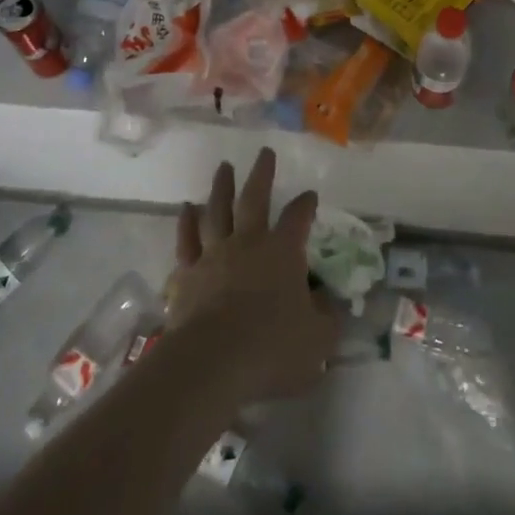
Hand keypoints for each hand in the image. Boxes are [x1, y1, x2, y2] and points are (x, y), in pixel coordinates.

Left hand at [166, 148, 340, 407]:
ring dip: (222, 187)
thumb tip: (328, 302)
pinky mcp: (187, 275)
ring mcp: (214, 255)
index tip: (310, 194)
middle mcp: (248, 243)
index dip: (305, 204)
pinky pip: (187, 240)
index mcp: (283, 252)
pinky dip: (187, 222)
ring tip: (224, 168)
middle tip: (264, 152)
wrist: (213, 363)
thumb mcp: (318, 339)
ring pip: (218, 211)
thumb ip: (326, 317)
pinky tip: (187, 208)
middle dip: (262, 174)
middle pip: (255, 199)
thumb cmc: (272, 349)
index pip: (298, 218)